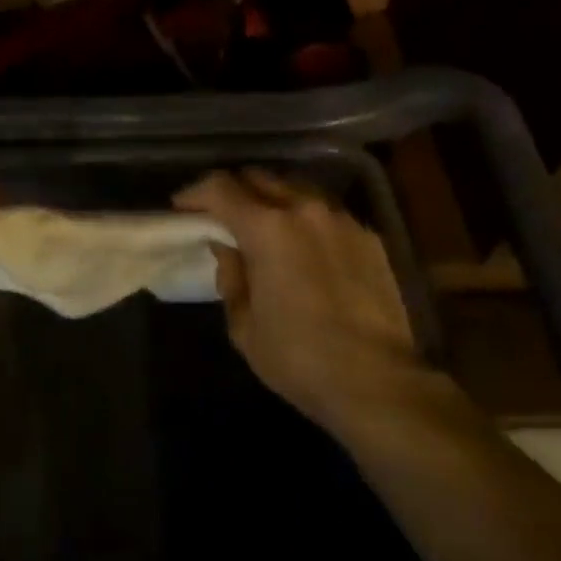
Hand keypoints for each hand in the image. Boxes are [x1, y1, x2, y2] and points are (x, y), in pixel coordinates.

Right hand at [176, 169, 422, 433]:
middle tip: (221, 216)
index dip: (195, 193)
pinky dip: (306, 220)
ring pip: (297, 189)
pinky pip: (327, 213)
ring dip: (273, 200)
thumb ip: (231, 277)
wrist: (378, 382)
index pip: (221, 188)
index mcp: (267, 228)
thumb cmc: (299, 358)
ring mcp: (341, 220)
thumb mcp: (244, 325)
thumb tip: (228, 250)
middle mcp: (304, 209)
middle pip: (259, 178)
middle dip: (234, 191)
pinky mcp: (368, 237)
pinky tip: (305, 248)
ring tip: (264, 227)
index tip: (182, 208)